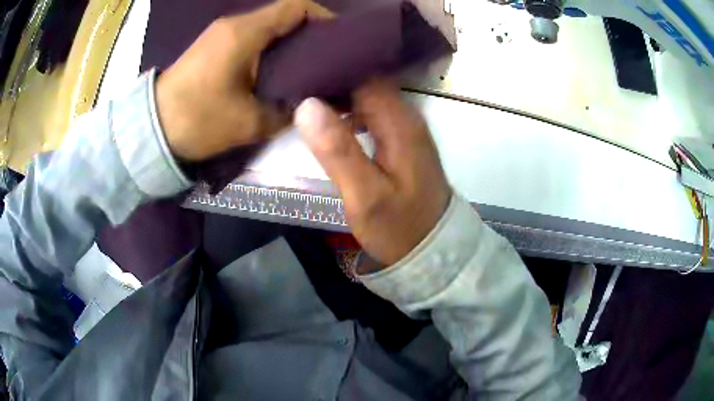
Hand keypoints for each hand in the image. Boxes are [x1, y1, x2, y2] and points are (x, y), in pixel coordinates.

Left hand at [156, 0, 331, 160]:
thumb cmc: (197, 121)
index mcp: (245, 33)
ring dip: (289, 42)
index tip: (338, 40)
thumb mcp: (249, 123)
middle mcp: (235, 24)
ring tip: (306, 67)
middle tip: (327, 60)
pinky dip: (271, 49)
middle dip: (309, 33)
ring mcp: (222, 34)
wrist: (152, 131)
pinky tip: (278, 70)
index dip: (322, 17)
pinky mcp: (214, 46)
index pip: (295, 6)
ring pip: (268, 26)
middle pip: (283, 15)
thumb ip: (287, 111)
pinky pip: (252, 37)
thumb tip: (312, 104)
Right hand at [295, 81, 450, 269]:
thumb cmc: (399, 227)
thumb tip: (307, 104)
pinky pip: (374, 114)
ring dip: (341, 98)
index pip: (363, 78)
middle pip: (367, 83)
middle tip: (297, 87)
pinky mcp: (403, 141)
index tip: (300, 76)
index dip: (332, 73)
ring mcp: (407, 129)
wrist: (432, 250)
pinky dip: (352, 112)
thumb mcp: (364, 195)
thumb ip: (337, 150)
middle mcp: (407, 117)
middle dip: (333, 82)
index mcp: (400, 123)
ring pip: (369, 98)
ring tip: (307, 102)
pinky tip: (332, 122)